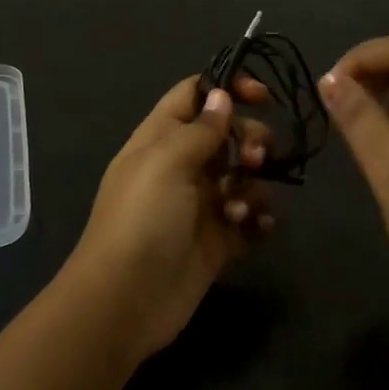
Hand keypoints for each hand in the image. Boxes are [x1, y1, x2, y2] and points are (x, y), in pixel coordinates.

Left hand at [67, 75, 275, 360]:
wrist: (126, 301)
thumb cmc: (142, 219)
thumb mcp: (166, 162)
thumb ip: (200, 129)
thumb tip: (221, 96)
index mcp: (160, 139)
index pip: (194, 95)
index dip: (227, 88)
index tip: (263, 96)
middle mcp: (181, 166)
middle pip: (227, 135)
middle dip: (250, 139)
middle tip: (255, 158)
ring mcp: (200, 205)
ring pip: (243, 177)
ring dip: (253, 185)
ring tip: (239, 208)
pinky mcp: (217, 241)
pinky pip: (249, 218)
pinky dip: (258, 218)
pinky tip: (258, 226)